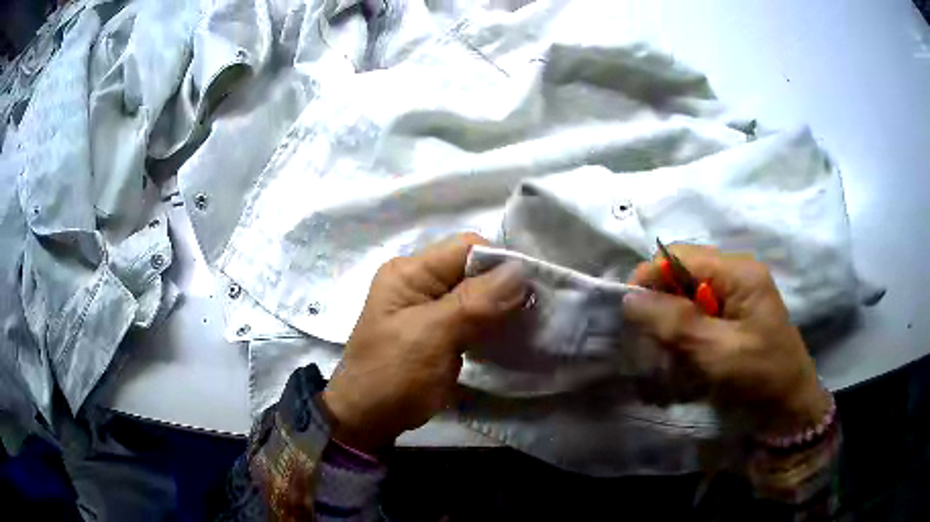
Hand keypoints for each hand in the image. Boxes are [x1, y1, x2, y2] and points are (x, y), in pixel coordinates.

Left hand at [322, 234, 526, 452]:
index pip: (466, 248)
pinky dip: (494, 323)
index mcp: (409, 272)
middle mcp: (420, 282)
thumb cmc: (393, 375)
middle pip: (473, 270)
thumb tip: (521, 270)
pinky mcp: (441, 331)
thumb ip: (474, 302)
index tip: (532, 289)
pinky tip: (512, 334)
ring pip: (478, 294)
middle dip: (505, 286)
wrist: (369, 419)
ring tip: (529, 322)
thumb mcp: (431, 336)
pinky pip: (474, 316)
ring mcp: (430, 307)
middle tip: (536, 309)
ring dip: (503, 306)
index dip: (500, 262)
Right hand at [623, 245, 830, 435]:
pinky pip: (697, 314)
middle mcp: (736, 275)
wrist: (788, 409)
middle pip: (682, 273)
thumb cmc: (759, 378)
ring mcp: (736, 295)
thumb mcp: (717, 352)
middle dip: (661, 304)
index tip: (629, 314)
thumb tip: (629, 297)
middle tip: (651, 340)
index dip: (649, 277)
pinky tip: (684, 356)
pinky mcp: (734, 316)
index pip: (679, 256)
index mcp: (739, 272)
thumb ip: (676, 323)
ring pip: (686, 295)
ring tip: (668, 354)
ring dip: (671, 323)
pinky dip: (683, 334)